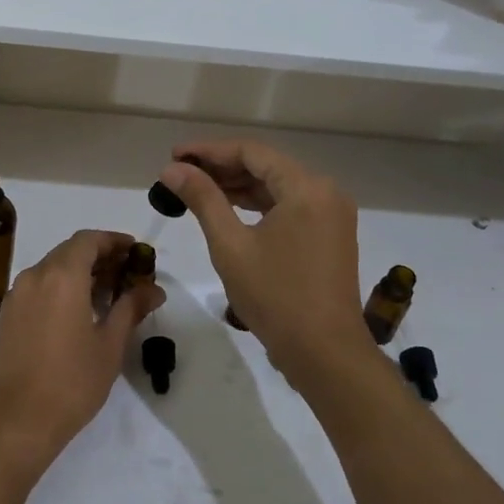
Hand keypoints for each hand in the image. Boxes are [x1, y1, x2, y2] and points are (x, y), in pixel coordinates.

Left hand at [0, 230, 165, 471]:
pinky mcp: (7, 316)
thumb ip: (130, 309)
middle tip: (127, 274)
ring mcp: (16, 296)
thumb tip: (153, 289)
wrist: (15, 421)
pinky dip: (60, 288)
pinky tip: (79, 312)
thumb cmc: (70, 382)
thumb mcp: (109, 345)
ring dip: (79, 273)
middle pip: (69, 252)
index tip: (135, 251)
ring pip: (52, 269)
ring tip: (108, 295)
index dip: (113, 241)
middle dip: (99, 257)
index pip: (88, 240)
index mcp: (61, 276)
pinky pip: (38, 288)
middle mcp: (34, 276)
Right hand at [158, 142, 372, 387]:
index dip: (209, 150)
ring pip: (276, 187)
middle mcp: (324, 192)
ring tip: (196, 190)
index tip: (174, 155)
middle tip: (179, 173)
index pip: (251, 152)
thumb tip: (172, 168)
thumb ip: (202, 199)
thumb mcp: (230, 245)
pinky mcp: (329, 235)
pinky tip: (228, 210)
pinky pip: (288, 207)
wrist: (325, 353)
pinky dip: (257, 205)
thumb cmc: (275, 296)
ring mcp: (331, 215)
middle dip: (221, 167)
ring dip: (238, 187)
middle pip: (266, 166)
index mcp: (306, 187)